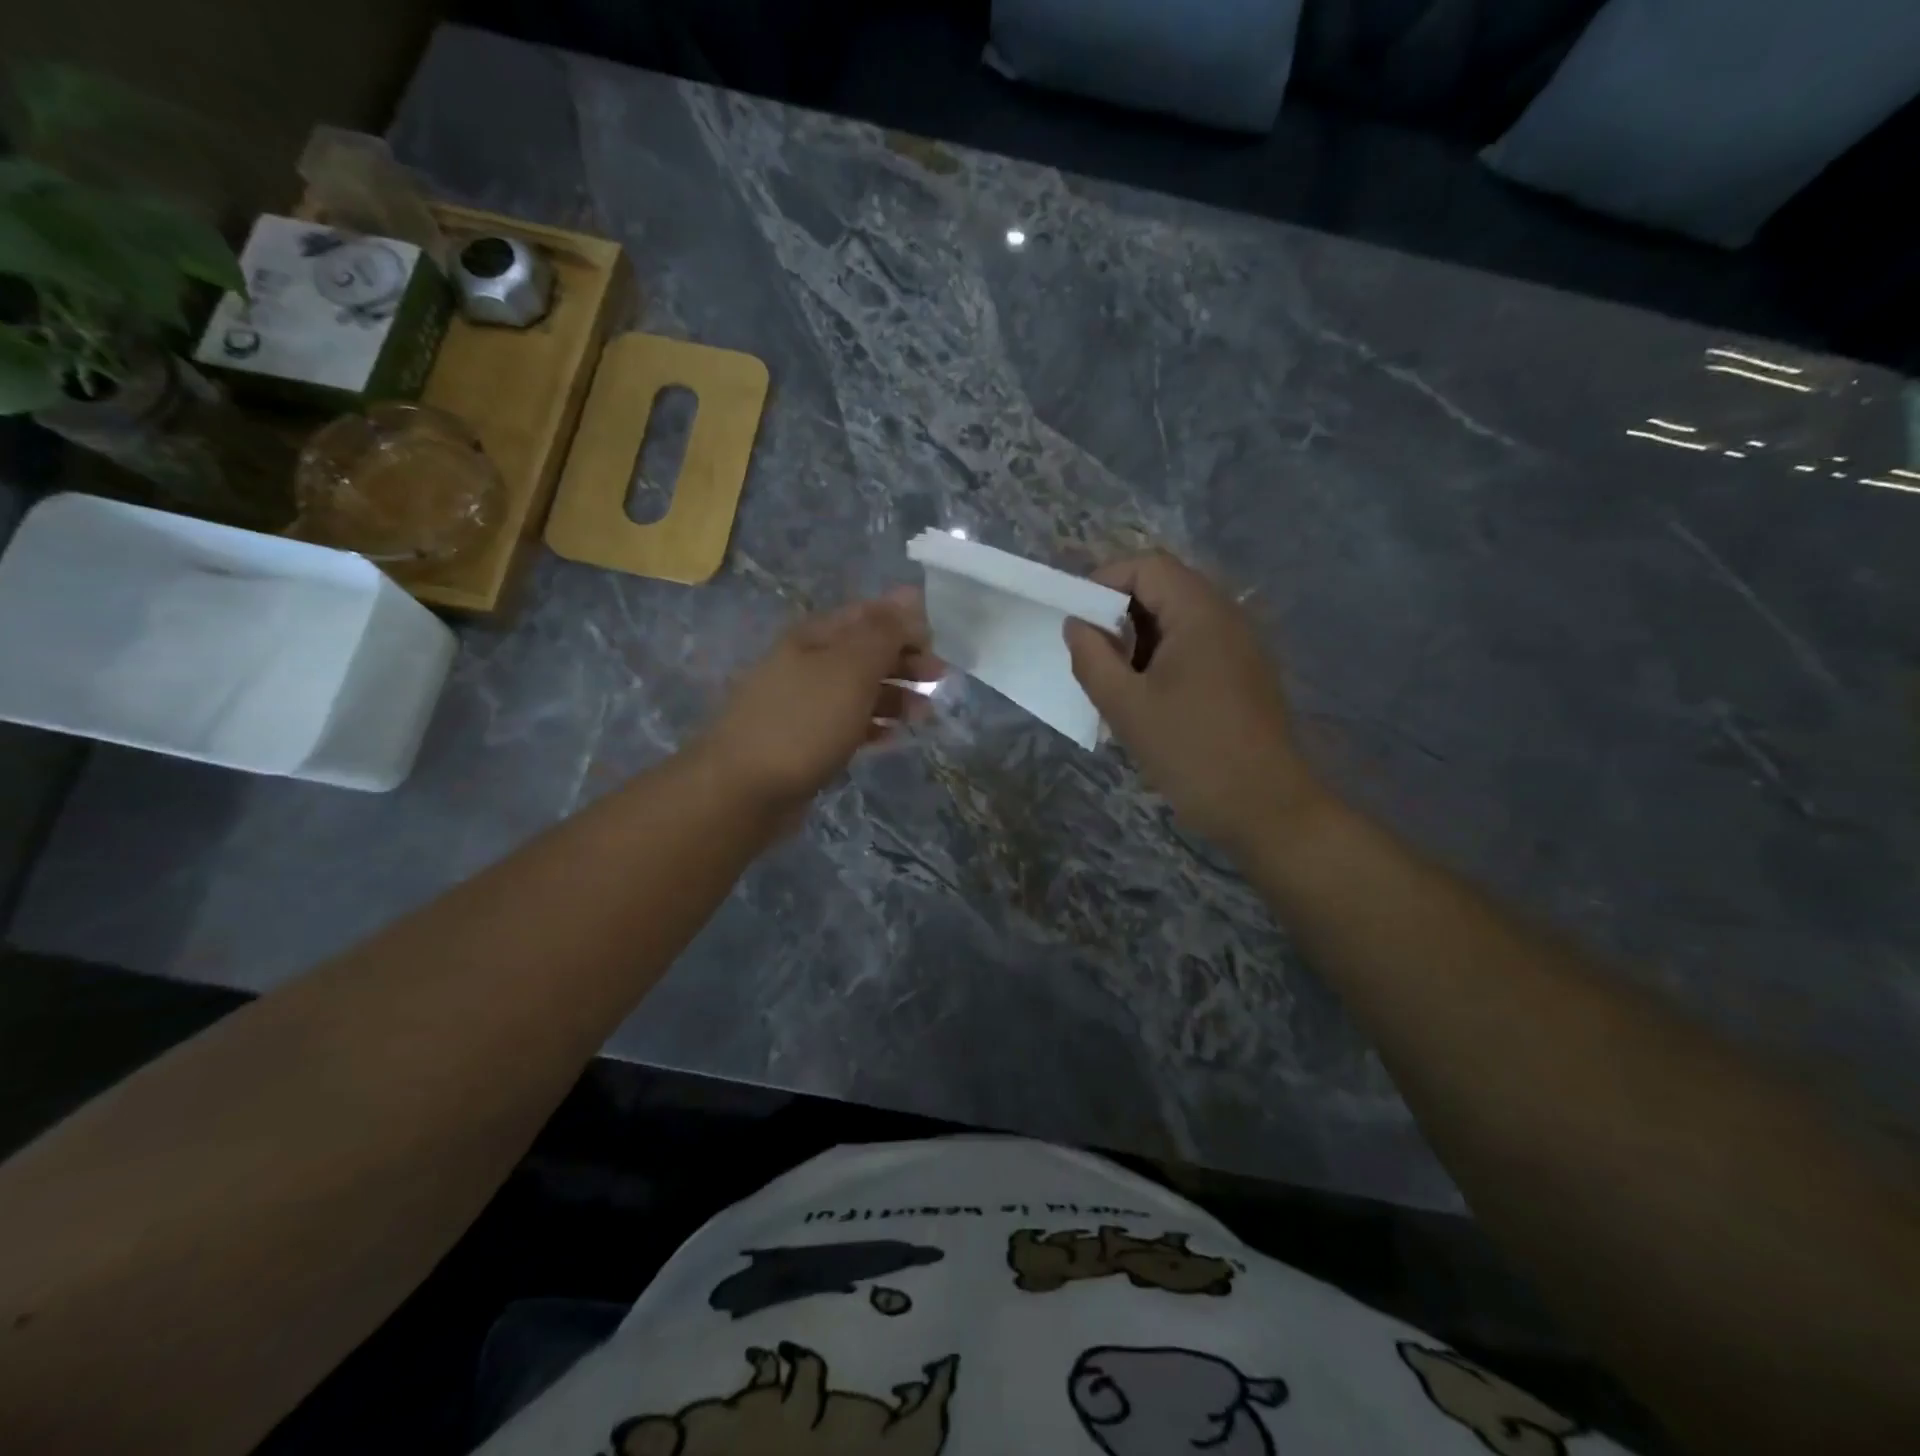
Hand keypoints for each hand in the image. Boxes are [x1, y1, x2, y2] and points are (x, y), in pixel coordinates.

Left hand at [698, 590, 940, 817]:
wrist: (743, 789)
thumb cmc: (804, 722)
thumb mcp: (851, 669)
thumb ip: (883, 632)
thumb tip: (910, 593)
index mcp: (816, 636)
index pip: (869, 614)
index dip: (906, 623)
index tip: (940, 645)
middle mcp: (808, 663)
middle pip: (866, 651)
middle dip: (905, 661)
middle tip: (940, 680)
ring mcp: (804, 703)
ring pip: (859, 690)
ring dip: (895, 697)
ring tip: (924, 716)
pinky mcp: (805, 740)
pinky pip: (848, 724)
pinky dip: (873, 726)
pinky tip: (894, 738)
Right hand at [1064, 552, 1322, 852]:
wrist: (1265, 808)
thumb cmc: (1191, 752)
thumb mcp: (1126, 706)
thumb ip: (1091, 658)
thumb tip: (1076, 624)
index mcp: (1200, 612)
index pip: (1147, 566)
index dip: (1103, 581)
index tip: (1077, 621)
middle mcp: (1227, 616)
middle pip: (1164, 587)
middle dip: (1119, 612)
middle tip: (1091, 653)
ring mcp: (1241, 645)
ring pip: (1178, 619)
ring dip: (1139, 638)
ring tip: (1115, 680)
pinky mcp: (1244, 673)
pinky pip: (1196, 645)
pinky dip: (1163, 657)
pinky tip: (1147, 698)